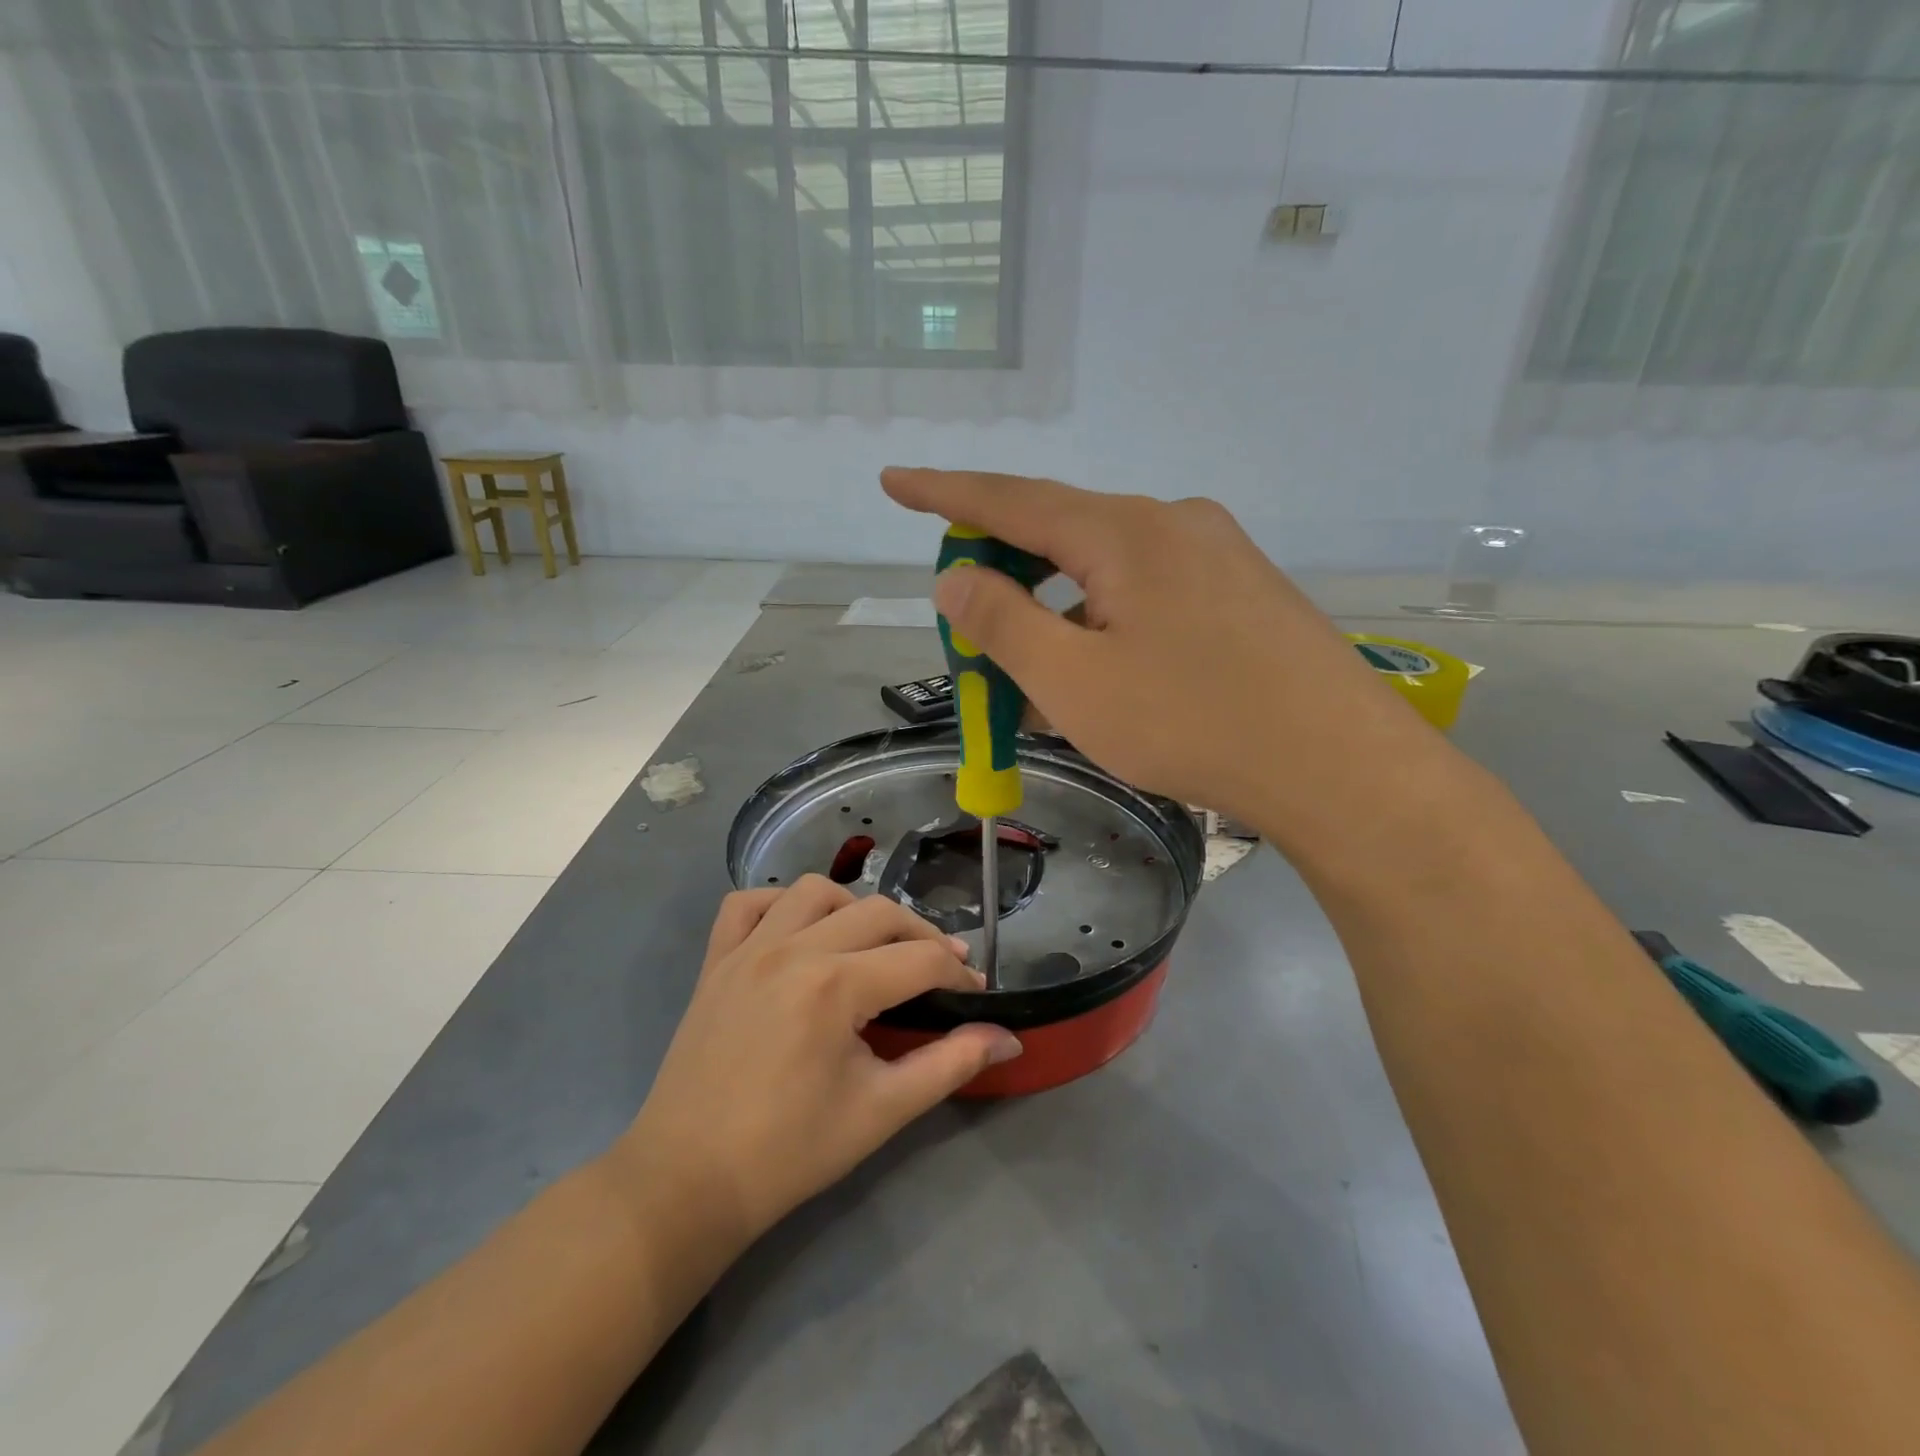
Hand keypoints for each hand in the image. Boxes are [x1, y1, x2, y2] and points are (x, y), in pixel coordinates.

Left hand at [614, 877, 1021, 1244]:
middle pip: (878, 912)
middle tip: (939, 970)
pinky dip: (779, 904)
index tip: (976, 993)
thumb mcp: (882, 1110)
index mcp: (836, 986)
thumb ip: (950, 1065)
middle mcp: (793, 949)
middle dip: (920, 935)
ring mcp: (748, 948)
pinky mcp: (715, 960)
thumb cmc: (790, 1152)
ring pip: (815, 891)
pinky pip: (747, 904)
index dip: (959, 973)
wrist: (689, 1182)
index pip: (920, 959)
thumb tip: (1009, 1038)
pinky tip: (799, 932)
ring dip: (853, 908)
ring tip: (869, 946)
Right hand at [881, 468, 1436, 840]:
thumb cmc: (1191, 723)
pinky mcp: (1244, 589)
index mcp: (1124, 532)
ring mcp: (1218, 552)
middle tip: (969, 616)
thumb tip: (955, 575)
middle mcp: (1173, 521)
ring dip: (1061, 607)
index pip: (1012, 499)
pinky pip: (1151, 589)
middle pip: (1062, 531)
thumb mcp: (1074, 682)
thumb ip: (1004, 622)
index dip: (945, 493)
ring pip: (1108, 567)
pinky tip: (1108, 669)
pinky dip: (1107, 618)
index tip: (894, 483)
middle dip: (1006, 569)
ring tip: (1040, 671)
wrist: (1338, 765)